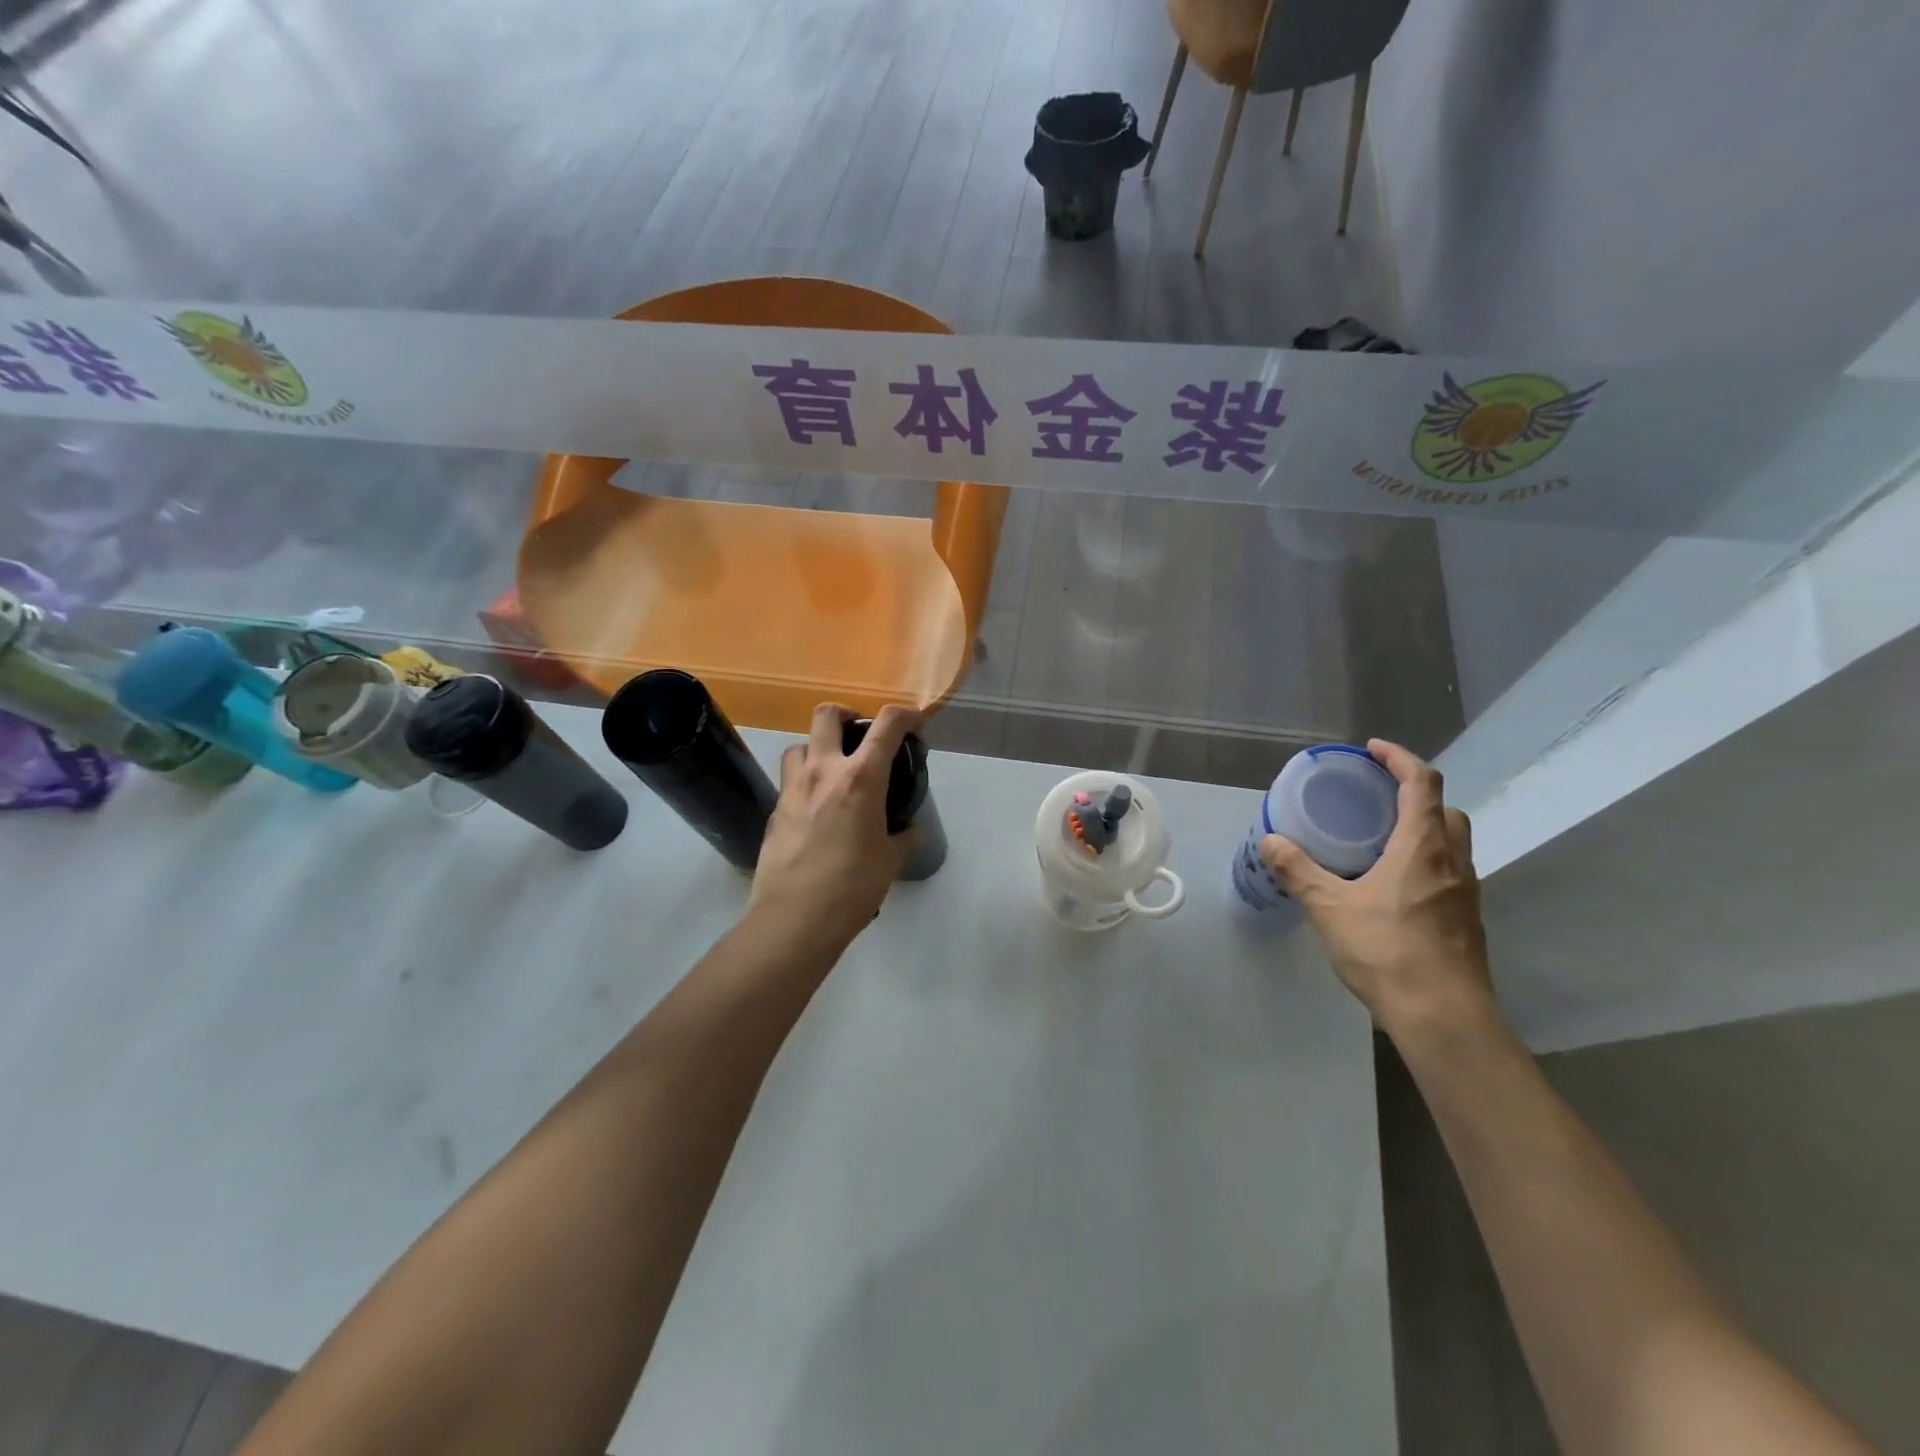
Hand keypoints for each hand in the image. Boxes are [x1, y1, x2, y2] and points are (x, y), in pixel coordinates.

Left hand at [748, 703, 920, 954]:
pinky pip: (789, 781)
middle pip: (827, 715)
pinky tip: (815, 810)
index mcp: (860, 778)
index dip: (905, 715)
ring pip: (799, 745)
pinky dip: (804, 783)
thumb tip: (911, 832)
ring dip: (817, 748)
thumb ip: (903, 839)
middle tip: (859, 733)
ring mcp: (792, 789)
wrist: (795, 918)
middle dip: (846, 714)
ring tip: (832, 771)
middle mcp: (823, 772)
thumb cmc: (853, 886)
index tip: (914, 723)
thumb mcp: (890, 861)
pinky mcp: (774, 811)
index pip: (887, 725)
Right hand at [1261, 739, 1494, 1037]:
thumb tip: (1271, 841)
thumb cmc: (1388, 951)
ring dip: (1423, 829)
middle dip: (1415, 794)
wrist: (1444, 1016)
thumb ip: (1299, 870)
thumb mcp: (1330, 908)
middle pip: (1445, 810)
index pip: (1422, 783)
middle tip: (1376, 797)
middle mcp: (1453, 862)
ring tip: (1381, 839)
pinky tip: (1393, 886)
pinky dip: (1425, 862)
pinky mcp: (1467, 921)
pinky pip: (1449, 873)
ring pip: (1451, 843)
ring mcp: (1466, 893)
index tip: (1372, 750)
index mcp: (1423, 847)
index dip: (1400, 758)